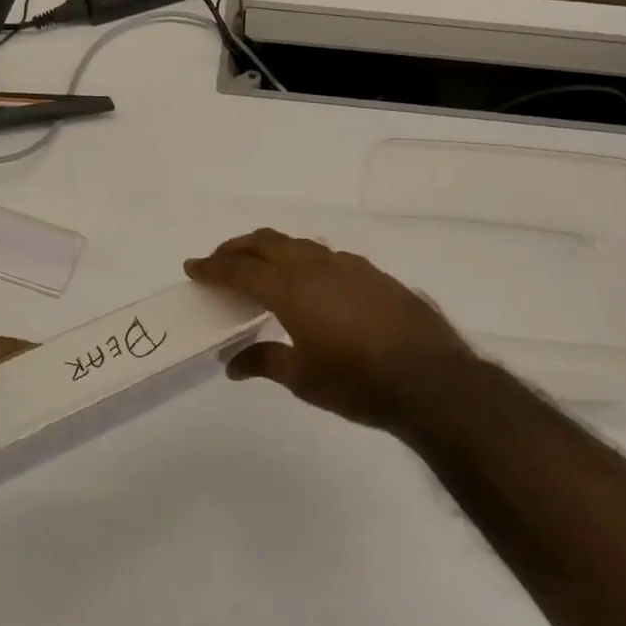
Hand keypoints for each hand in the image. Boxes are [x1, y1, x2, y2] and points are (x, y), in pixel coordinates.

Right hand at [185, 228, 484, 431]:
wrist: (432, 380)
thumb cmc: (358, 382)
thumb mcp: (303, 378)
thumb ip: (265, 362)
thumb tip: (233, 363)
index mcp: (291, 289)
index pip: (240, 269)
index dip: (213, 267)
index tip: (192, 267)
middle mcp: (317, 267)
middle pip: (267, 242)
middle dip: (237, 247)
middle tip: (219, 260)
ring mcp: (349, 266)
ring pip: (299, 244)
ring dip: (271, 249)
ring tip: (260, 266)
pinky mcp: (373, 273)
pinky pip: (326, 256)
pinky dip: (303, 259)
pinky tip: (310, 282)